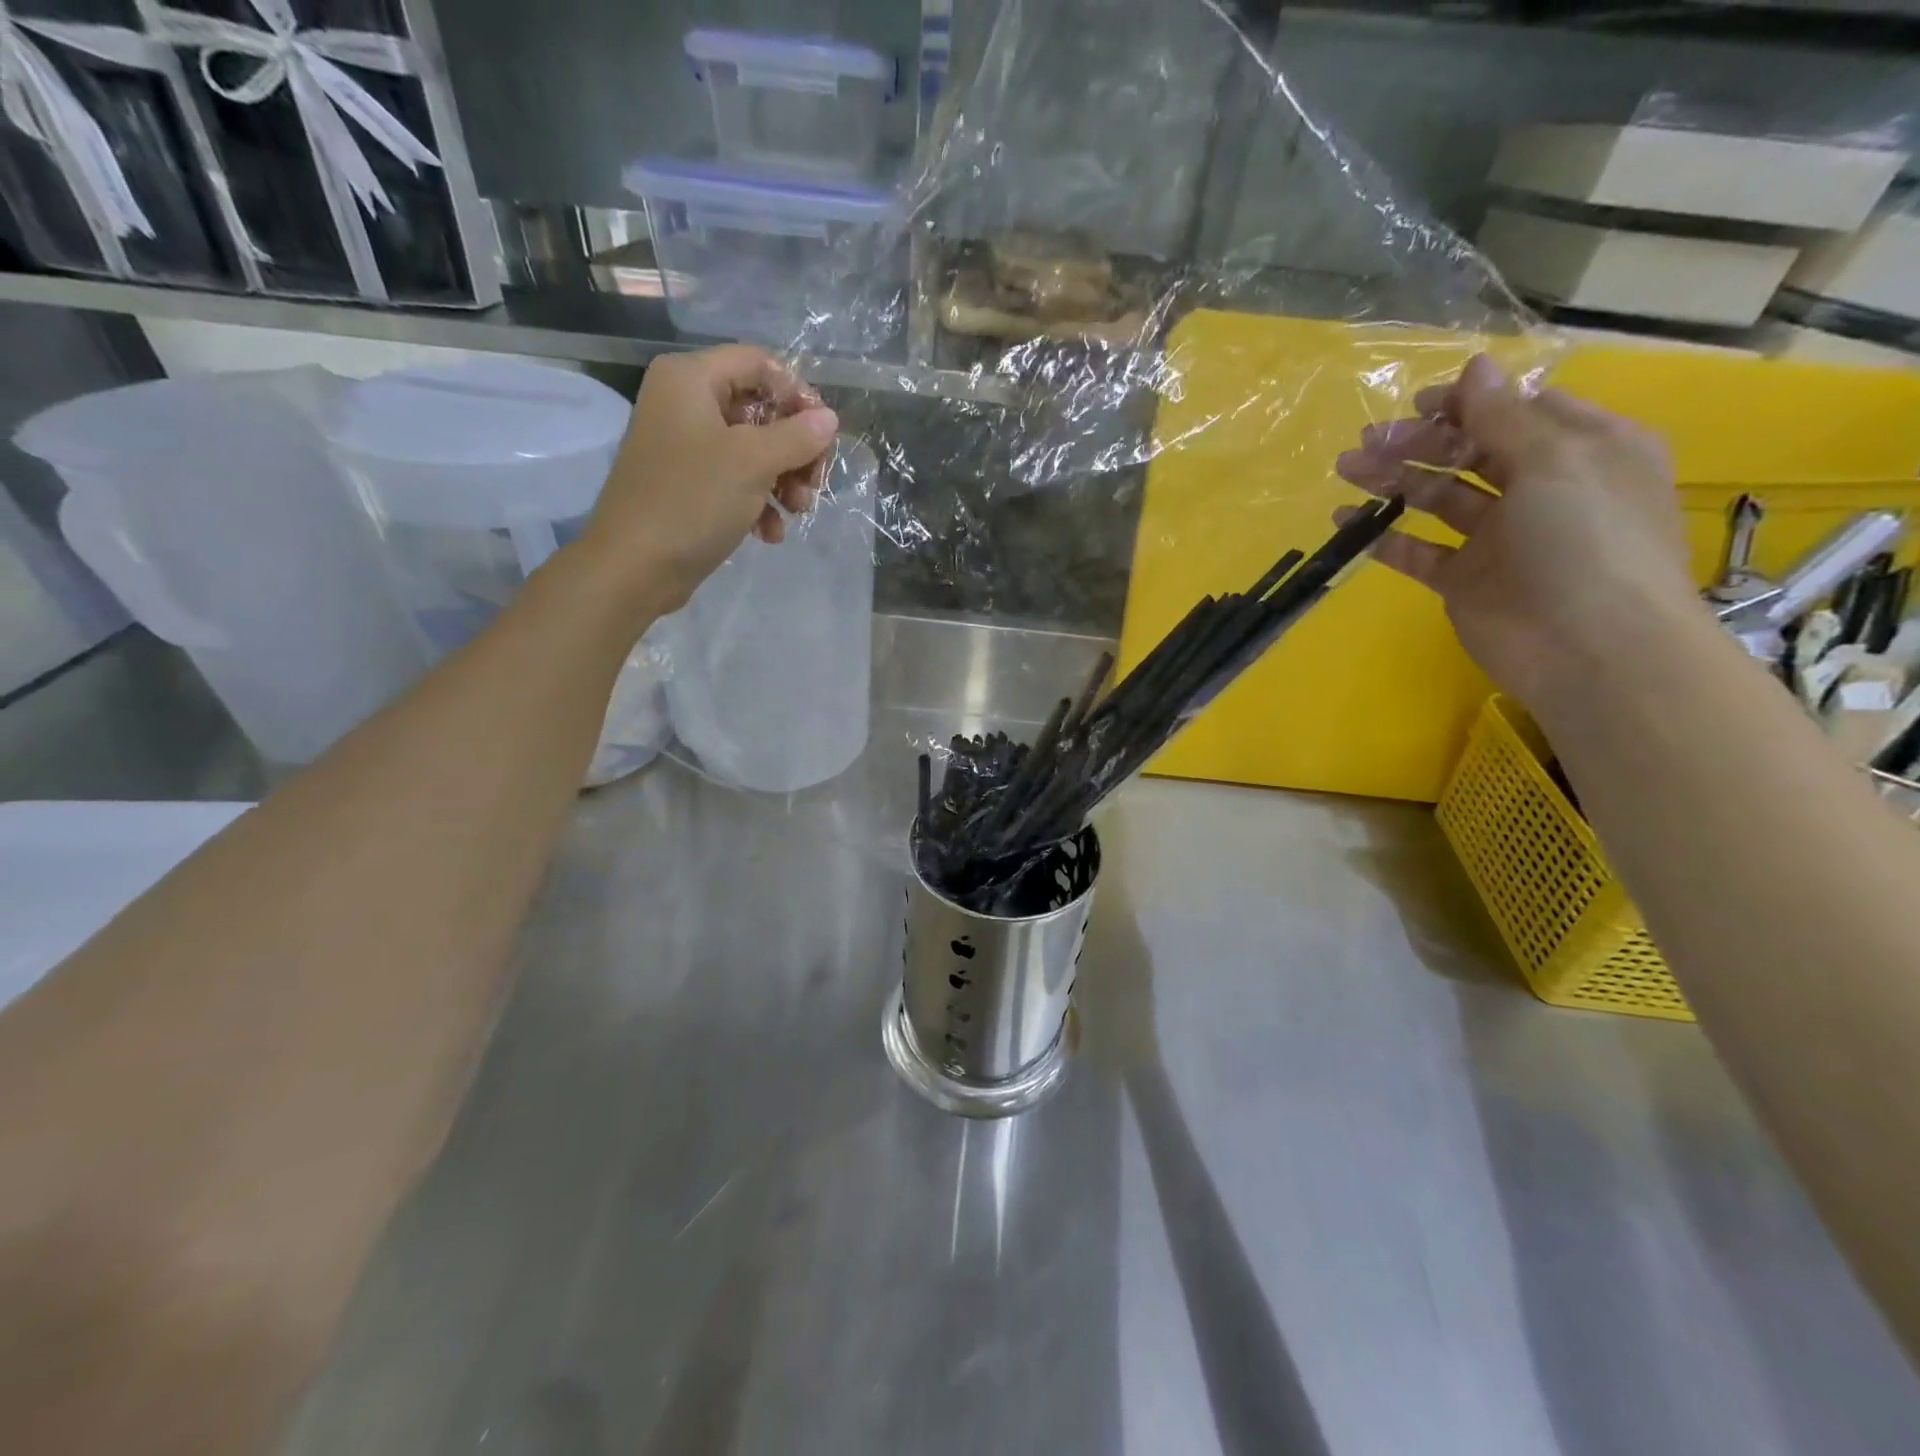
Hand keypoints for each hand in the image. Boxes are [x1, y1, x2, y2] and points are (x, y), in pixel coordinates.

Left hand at [577, 346, 838, 613]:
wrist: (635, 567)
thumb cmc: (692, 501)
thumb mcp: (753, 463)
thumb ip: (797, 436)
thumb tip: (829, 420)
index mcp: (690, 379)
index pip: (758, 363)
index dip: (797, 393)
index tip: (823, 433)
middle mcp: (684, 404)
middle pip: (760, 410)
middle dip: (794, 449)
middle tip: (814, 482)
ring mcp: (684, 447)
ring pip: (752, 450)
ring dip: (783, 481)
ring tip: (796, 512)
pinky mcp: (688, 486)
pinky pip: (735, 481)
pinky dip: (758, 503)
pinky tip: (769, 533)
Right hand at [1335, 354, 1696, 711]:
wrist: (1589, 649)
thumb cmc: (1587, 540)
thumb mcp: (1556, 462)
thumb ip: (1505, 417)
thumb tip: (1475, 366)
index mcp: (1582, 450)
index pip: (1519, 411)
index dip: (1468, 403)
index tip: (1417, 405)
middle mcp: (1542, 489)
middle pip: (1470, 452)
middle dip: (1420, 441)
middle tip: (1368, 442)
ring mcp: (1500, 538)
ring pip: (1439, 497)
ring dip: (1394, 480)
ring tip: (1347, 470)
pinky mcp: (1466, 579)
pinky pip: (1419, 550)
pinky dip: (1385, 537)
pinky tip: (1347, 524)